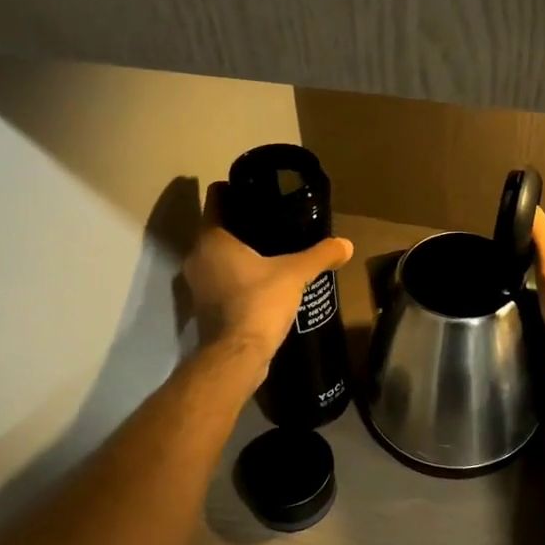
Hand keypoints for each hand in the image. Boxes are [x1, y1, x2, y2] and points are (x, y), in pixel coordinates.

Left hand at [183, 183, 353, 365]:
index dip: (232, 189)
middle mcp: (197, 257)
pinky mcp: (205, 307)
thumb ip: (320, 255)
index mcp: (212, 239)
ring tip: (269, 248)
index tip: (253, 188)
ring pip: (217, 256)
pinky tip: (262, 279)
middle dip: (240, 222)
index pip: (215, 199)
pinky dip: (237, 276)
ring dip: (237, 252)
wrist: (237, 356)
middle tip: (270, 217)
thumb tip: (346, 244)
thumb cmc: (259, 302)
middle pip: (216, 228)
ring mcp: (198, 285)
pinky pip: (221, 280)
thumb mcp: (295, 274)